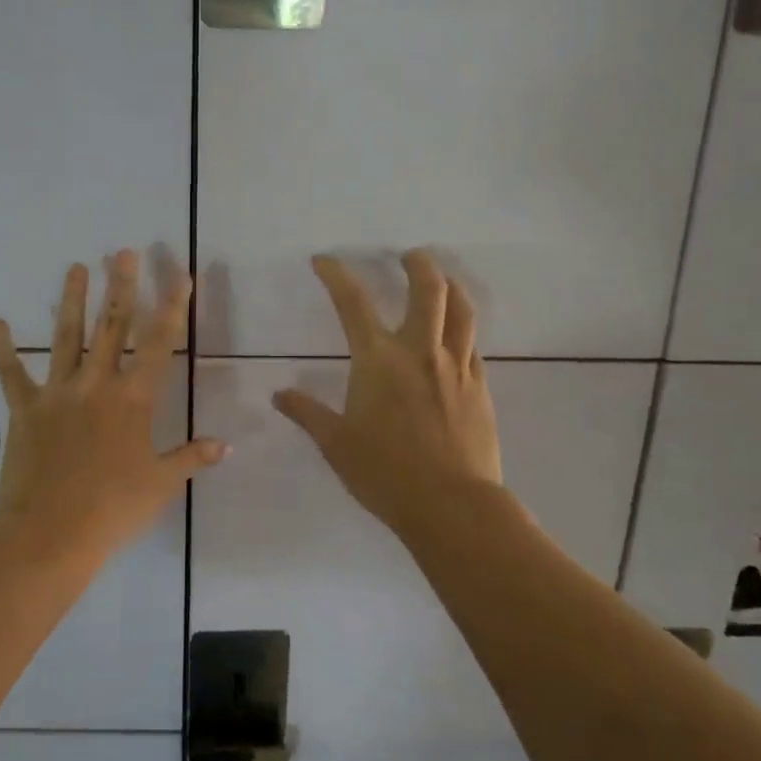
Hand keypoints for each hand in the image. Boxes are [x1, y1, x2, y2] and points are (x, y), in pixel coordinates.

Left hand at [0, 250, 226, 555]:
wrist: (50, 534)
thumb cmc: (113, 509)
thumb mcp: (161, 484)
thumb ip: (192, 458)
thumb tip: (226, 445)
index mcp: (134, 400)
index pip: (159, 343)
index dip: (173, 307)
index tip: (182, 276)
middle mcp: (97, 384)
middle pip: (112, 326)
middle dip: (121, 286)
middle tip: (123, 251)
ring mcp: (57, 393)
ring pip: (65, 336)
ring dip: (71, 300)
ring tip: (75, 266)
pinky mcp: (24, 409)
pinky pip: (11, 373)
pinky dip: (3, 349)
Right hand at [273, 250, 503, 534]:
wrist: (451, 505)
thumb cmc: (385, 473)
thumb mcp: (336, 444)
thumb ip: (308, 414)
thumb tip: (280, 395)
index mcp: (378, 360)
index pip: (353, 303)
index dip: (336, 275)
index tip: (324, 260)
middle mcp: (420, 352)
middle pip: (429, 289)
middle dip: (418, 264)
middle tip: (409, 255)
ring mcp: (456, 367)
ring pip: (462, 310)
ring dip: (451, 285)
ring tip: (443, 279)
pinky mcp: (480, 387)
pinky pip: (474, 344)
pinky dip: (463, 328)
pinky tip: (457, 337)